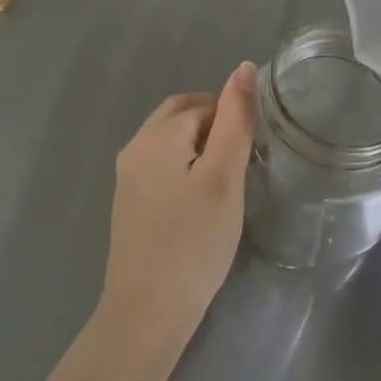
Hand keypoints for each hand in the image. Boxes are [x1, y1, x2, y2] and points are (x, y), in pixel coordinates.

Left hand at [98, 64, 257, 354]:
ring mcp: (127, 176)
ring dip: (199, 147)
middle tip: (242, 162)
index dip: (232, 120)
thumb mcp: (224, 177)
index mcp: (157, 134)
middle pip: (180, 115)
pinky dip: (184, 168)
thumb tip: (243, 67)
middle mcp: (135, 146)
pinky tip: (200, 201)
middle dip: (214, 126)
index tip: (253, 154)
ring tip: (226, 183)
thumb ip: (235, 120)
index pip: (203, 103)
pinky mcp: (128, 202)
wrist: (147, 312)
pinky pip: (160, 165)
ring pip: (170, 140)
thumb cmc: (193, 242)